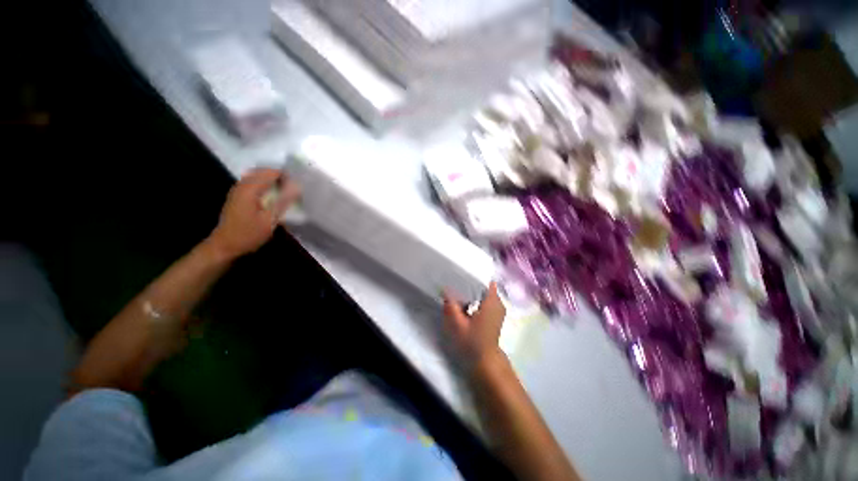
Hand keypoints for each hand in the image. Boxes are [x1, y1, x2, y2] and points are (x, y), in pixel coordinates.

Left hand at [207, 168, 300, 259]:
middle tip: (292, 189)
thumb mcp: (270, 220)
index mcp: (250, 189)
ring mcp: (237, 190)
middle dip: (279, 177)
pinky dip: (263, 185)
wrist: (225, 246)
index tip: (297, 188)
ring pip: (257, 176)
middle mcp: (242, 185)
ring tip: (285, 192)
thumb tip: (297, 186)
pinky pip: (252, 183)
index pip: (271, 172)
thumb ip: (283, 201)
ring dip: (271, 181)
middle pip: (262, 172)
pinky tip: (271, 196)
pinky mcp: (236, 196)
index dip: (286, 177)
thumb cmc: (249, 234)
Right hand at [443, 282, 506, 369]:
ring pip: (485, 292)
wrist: (485, 360)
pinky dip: (477, 298)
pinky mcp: (496, 313)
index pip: (485, 280)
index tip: (461, 273)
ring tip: (459, 289)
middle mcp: (498, 302)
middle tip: (456, 281)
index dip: (473, 275)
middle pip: (484, 285)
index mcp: (492, 302)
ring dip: (473, 291)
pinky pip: (487, 299)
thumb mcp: (458, 324)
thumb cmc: (473, 342)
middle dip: (471, 283)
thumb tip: (444, 289)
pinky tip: (466, 301)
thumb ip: (451, 306)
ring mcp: (499, 308)